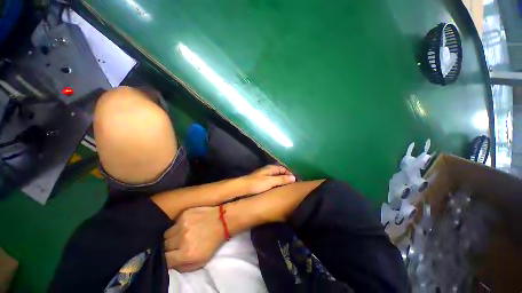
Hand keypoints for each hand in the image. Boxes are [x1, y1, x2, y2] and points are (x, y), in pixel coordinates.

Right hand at [164, 207, 223, 271]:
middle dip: (169, 246)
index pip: (165, 259)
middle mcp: (181, 238)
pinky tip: (187, 224)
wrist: (222, 220)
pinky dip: (178, 225)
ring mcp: (182, 224)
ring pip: (167, 233)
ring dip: (172, 235)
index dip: (167, 258)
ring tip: (181, 233)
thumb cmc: (213, 242)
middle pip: (164, 245)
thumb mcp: (201, 261)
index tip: (172, 255)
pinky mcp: (185, 213)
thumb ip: (183, 266)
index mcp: (186, 253)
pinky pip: (174, 222)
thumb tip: (171, 264)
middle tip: (178, 244)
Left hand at [242, 165, 295, 194]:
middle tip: (293, 186)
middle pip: (280, 172)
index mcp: (271, 168)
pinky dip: (277, 183)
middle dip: (286, 177)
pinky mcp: (262, 180)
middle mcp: (269, 170)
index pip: (284, 168)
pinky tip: (278, 189)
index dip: (290, 174)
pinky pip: (273, 180)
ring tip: (287, 188)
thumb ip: (282, 179)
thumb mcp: (270, 181)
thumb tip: (294, 177)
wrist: (242, 187)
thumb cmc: (257, 183)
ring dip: (282, 181)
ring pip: (276, 176)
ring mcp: (265, 175)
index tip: (295, 181)